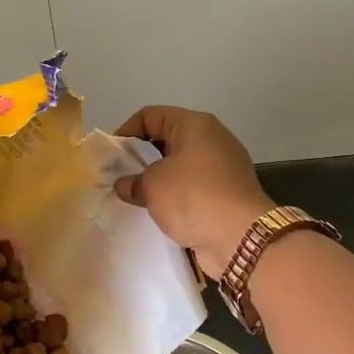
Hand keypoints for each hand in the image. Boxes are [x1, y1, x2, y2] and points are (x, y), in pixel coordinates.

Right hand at [113, 106, 271, 277]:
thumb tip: (125, 185)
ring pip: (180, 164)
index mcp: (194, 125)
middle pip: (166, 139)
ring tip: (136, 195)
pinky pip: (193, 185)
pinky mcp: (227, 191)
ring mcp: (223, 165)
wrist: (241, 237)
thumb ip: (132, 181)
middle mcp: (212, 138)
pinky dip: (176, 194)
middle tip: (120, 176)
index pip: (150, 116)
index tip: (111, 156)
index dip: (126, 131)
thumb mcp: (152, 186)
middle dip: (141, 157)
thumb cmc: (193, 198)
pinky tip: (160, 210)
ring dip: (158, 178)